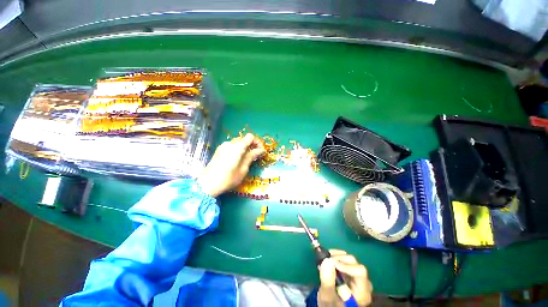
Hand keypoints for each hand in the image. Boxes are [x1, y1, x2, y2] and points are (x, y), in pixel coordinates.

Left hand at [197, 133, 264, 196]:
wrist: (207, 184)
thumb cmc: (228, 178)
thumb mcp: (243, 169)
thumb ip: (251, 157)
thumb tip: (261, 150)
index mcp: (237, 147)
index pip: (250, 137)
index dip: (257, 142)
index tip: (260, 151)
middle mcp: (230, 143)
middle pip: (244, 139)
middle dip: (251, 146)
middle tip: (255, 156)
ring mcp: (223, 146)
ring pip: (238, 143)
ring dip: (244, 148)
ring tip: (246, 159)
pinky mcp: (219, 150)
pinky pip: (232, 146)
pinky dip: (238, 150)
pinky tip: (237, 159)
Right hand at [318, 250, 372, 306]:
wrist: (330, 306)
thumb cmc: (330, 304)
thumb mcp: (327, 297)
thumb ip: (328, 281)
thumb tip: (327, 261)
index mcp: (362, 292)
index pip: (359, 272)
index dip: (345, 265)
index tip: (329, 262)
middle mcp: (363, 283)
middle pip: (354, 264)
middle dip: (338, 259)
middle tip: (324, 259)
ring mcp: (357, 277)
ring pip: (349, 259)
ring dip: (336, 256)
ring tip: (324, 259)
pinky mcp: (350, 272)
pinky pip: (345, 260)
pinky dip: (335, 256)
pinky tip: (327, 259)